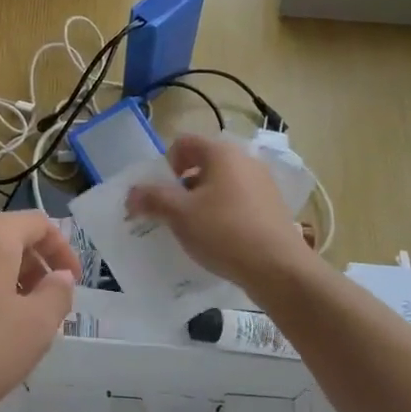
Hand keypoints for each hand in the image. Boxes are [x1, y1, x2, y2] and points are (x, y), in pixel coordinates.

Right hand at [125, 134, 318, 290]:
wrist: (279, 269)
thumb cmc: (224, 232)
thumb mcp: (179, 214)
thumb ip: (152, 198)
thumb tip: (132, 193)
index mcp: (222, 152)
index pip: (183, 143)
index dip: (165, 164)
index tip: (162, 193)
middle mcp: (245, 160)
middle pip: (202, 162)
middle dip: (182, 185)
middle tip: (173, 212)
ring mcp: (262, 183)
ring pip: (221, 183)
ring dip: (202, 200)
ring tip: (194, 229)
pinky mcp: (272, 207)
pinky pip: (238, 201)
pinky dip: (223, 213)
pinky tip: (219, 239)